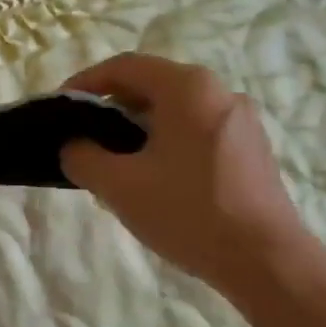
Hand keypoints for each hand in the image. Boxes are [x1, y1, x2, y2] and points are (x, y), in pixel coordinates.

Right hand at [59, 54, 309, 290]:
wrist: (266, 260)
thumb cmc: (188, 212)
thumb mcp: (119, 185)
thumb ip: (83, 157)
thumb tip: (74, 146)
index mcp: (187, 87)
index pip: (123, 67)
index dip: (84, 83)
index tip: (59, 108)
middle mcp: (218, 91)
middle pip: (151, 86)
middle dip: (110, 109)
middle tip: (84, 140)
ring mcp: (240, 120)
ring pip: (174, 112)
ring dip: (138, 130)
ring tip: (114, 165)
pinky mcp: (251, 148)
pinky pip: (195, 131)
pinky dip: (166, 144)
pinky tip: (154, 180)